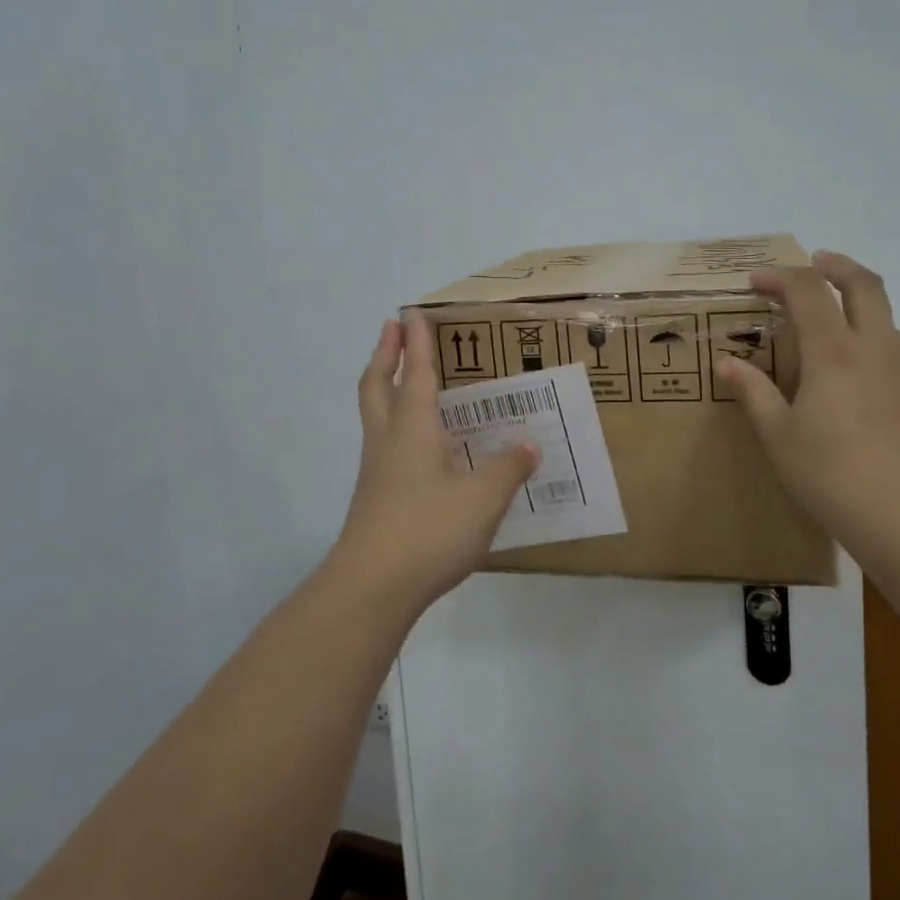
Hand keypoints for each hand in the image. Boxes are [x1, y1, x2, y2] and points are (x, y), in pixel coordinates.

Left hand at [329, 310, 540, 612]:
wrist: (371, 588)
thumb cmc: (428, 530)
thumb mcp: (483, 498)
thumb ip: (508, 468)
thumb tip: (528, 445)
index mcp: (414, 428)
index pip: (417, 373)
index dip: (417, 341)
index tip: (412, 311)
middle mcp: (389, 441)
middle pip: (378, 385)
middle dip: (386, 353)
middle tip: (392, 328)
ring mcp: (377, 471)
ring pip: (375, 414)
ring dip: (386, 386)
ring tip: (405, 378)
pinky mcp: (376, 498)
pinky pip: (385, 445)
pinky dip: (397, 426)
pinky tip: (423, 446)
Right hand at [717, 251, 899, 555]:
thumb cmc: (832, 476)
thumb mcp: (779, 437)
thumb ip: (753, 392)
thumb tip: (727, 363)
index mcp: (835, 353)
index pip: (807, 290)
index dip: (780, 277)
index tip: (756, 283)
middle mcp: (879, 349)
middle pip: (865, 285)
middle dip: (838, 265)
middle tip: (817, 263)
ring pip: (887, 326)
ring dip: (858, 319)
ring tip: (833, 350)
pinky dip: (879, 362)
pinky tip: (867, 403)